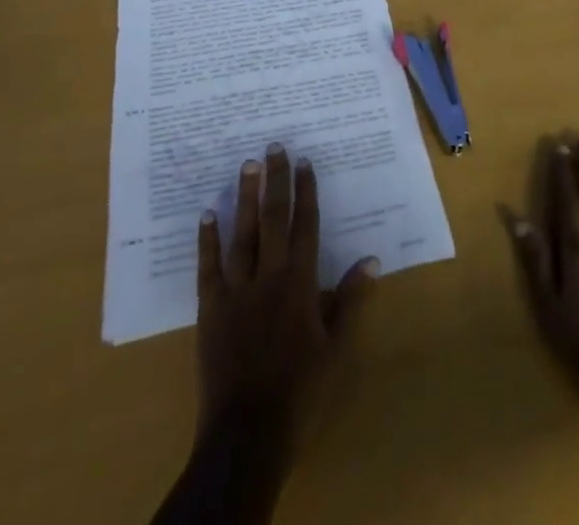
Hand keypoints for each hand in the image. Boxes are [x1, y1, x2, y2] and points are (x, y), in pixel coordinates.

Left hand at [194, 145, 379, 440]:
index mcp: (300, 282)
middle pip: (273, 219)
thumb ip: (350, 300)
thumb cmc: (300, 389)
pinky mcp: (210, 307)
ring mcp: (236, 289)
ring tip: (247, 165)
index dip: (306, 191)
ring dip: (245, 197)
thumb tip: (371, 259)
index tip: (305, 161)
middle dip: (276, 180)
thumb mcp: (336, 347)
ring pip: (242, 233)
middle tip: (275, 146)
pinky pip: (208, 266)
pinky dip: (207, 239)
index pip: (306, 225)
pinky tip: (207, 213)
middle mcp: (268, 275)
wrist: (248, 432)